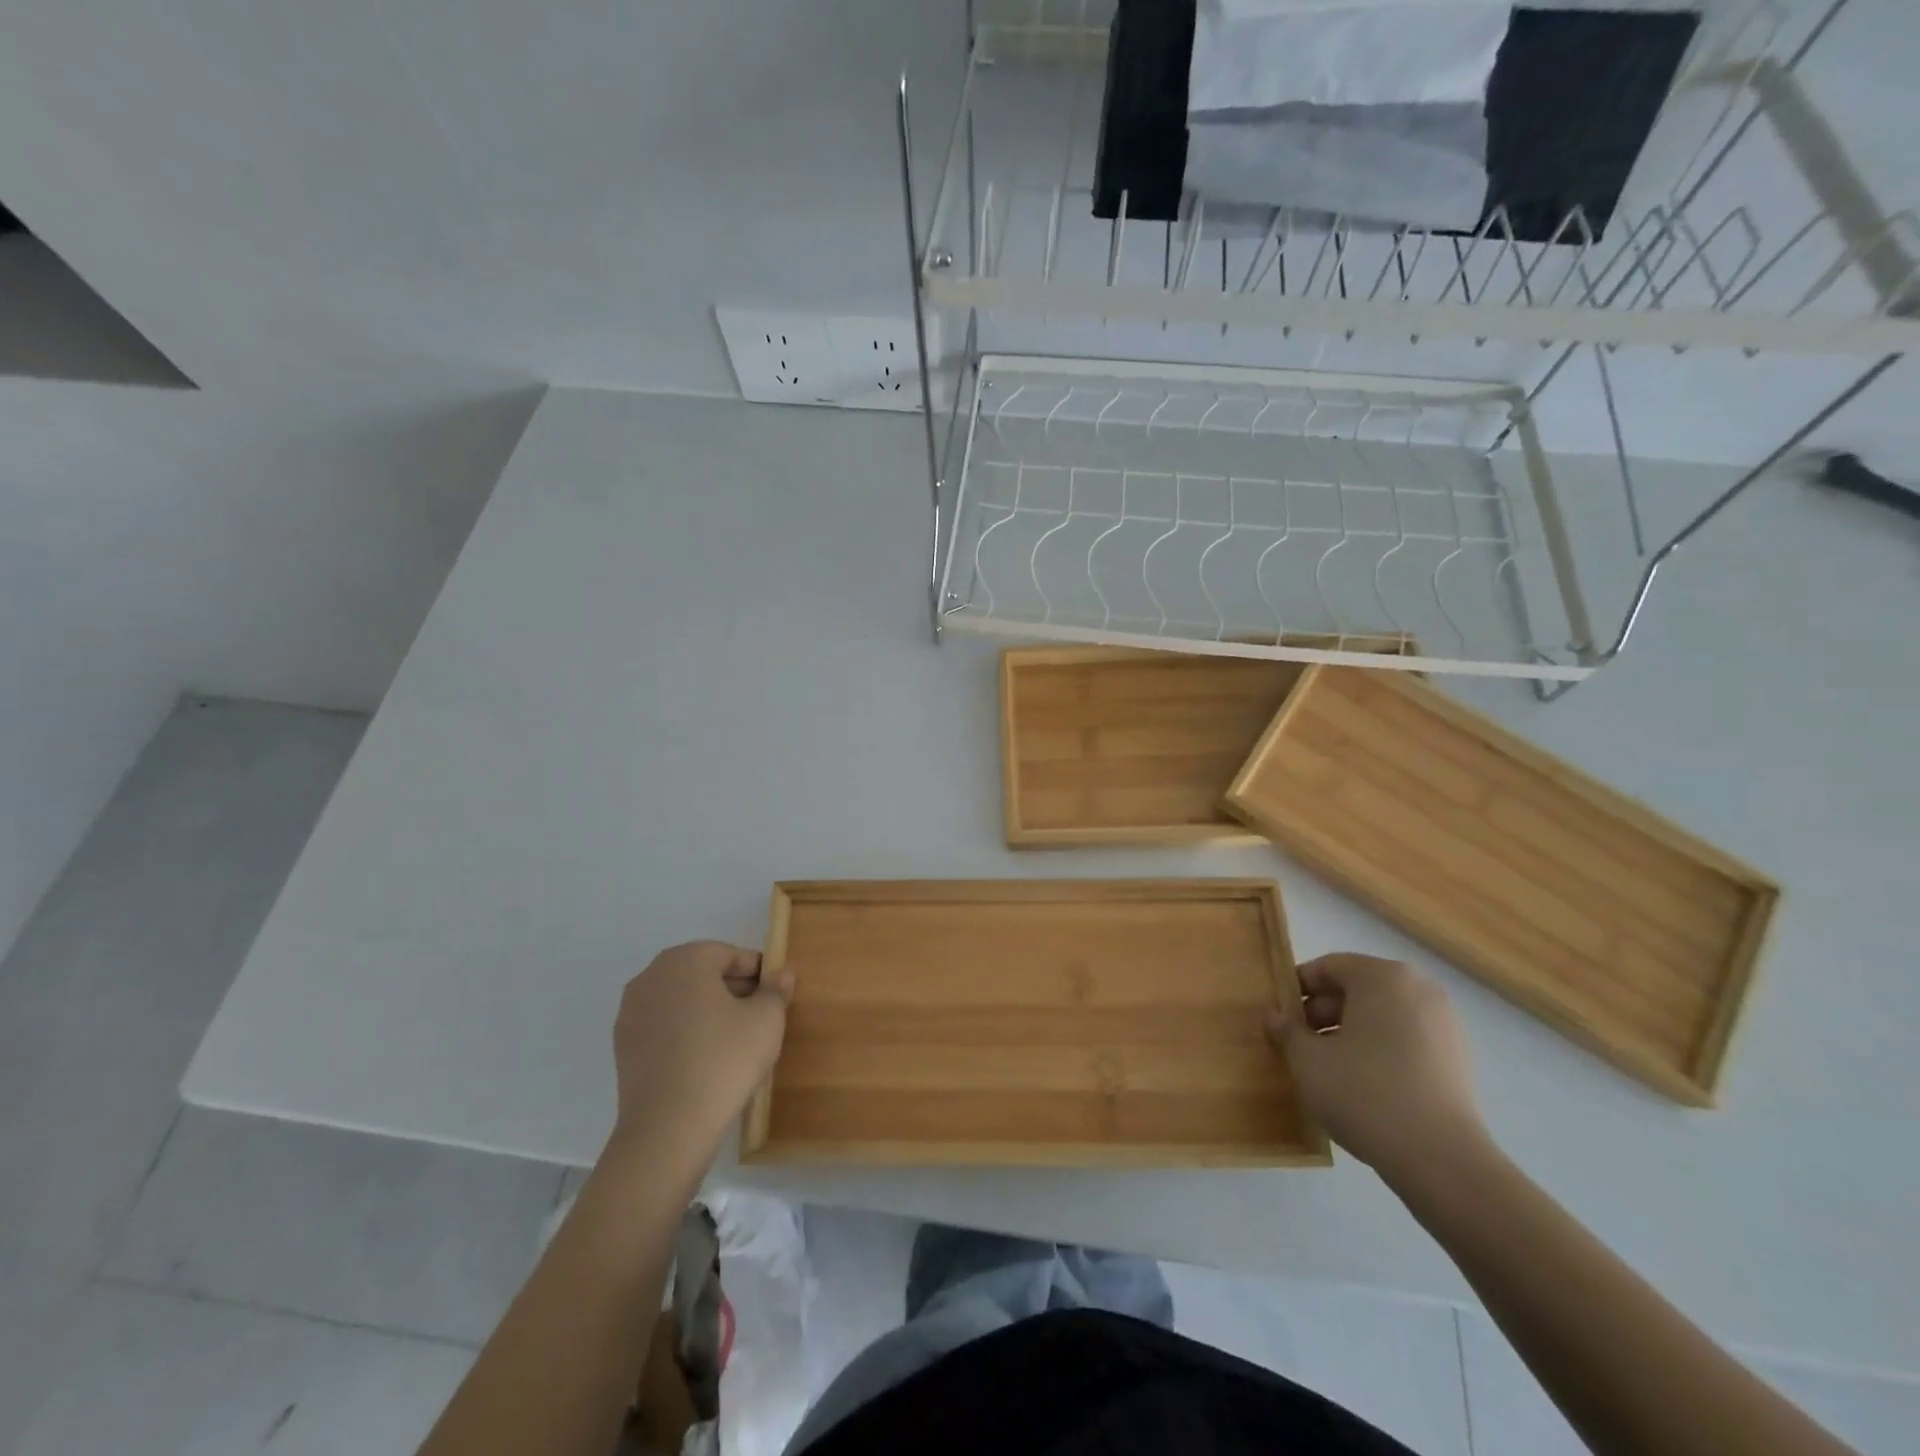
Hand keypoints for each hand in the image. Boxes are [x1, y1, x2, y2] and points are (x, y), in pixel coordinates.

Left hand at [610, 941, 793, 1160]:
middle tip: (759, 1015)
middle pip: (701, 972)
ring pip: (681, 999)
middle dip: (732, 988)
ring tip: (734, 1039)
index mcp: (685, 960)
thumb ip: (776, 991)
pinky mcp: (623, 1046)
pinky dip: (685, 1031)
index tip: (774, 995)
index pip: (729, 954)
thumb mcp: (766, 1021)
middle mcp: (651, 976)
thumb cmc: (723, 1060)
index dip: (757, 972)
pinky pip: (663, 1025)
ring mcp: (631, 1012)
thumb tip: (781, 975)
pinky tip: (705, 1058)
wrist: (668, 1129)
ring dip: (707, 1009)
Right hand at [1266, 954, 1490, 1187]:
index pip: (1328, 967)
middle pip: (1358, 988)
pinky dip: (1381, 1050)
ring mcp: (1445, 1024)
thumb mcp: (1307, 1060)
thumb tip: (1274, 1017)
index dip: (1297, 989)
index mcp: (1383, 977)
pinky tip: (1363, 1084)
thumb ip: (1286, 1030)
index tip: (1280, 1017)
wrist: (1442, 1161)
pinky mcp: (1458, 1059)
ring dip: (1351, 1032)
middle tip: (1300, 1044)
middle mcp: (1419, 988)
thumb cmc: (1365, 1093)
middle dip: (1323, 1012)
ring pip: (1382, 1015)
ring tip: (1329, 1067)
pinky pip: (1406, 1039)